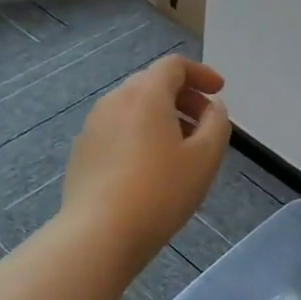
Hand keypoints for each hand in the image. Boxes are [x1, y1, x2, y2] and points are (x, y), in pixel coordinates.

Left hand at [62, 55, 231, 268]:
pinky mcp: (82, 151)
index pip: (174, 65)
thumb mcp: (205, 158)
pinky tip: (150, 168)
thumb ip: (217, 123)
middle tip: (205, 124)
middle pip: (152, 83)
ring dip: (161, 117)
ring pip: (133, 108)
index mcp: (145, 93)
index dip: (201, 73)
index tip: (218, 92)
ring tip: (181, 150)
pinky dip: (139, 135)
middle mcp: (114, 100)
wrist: (99, 234)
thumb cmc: (160, 191)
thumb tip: (213, 108)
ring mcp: (93, 126)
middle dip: (183, 97)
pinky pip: (117, 130)